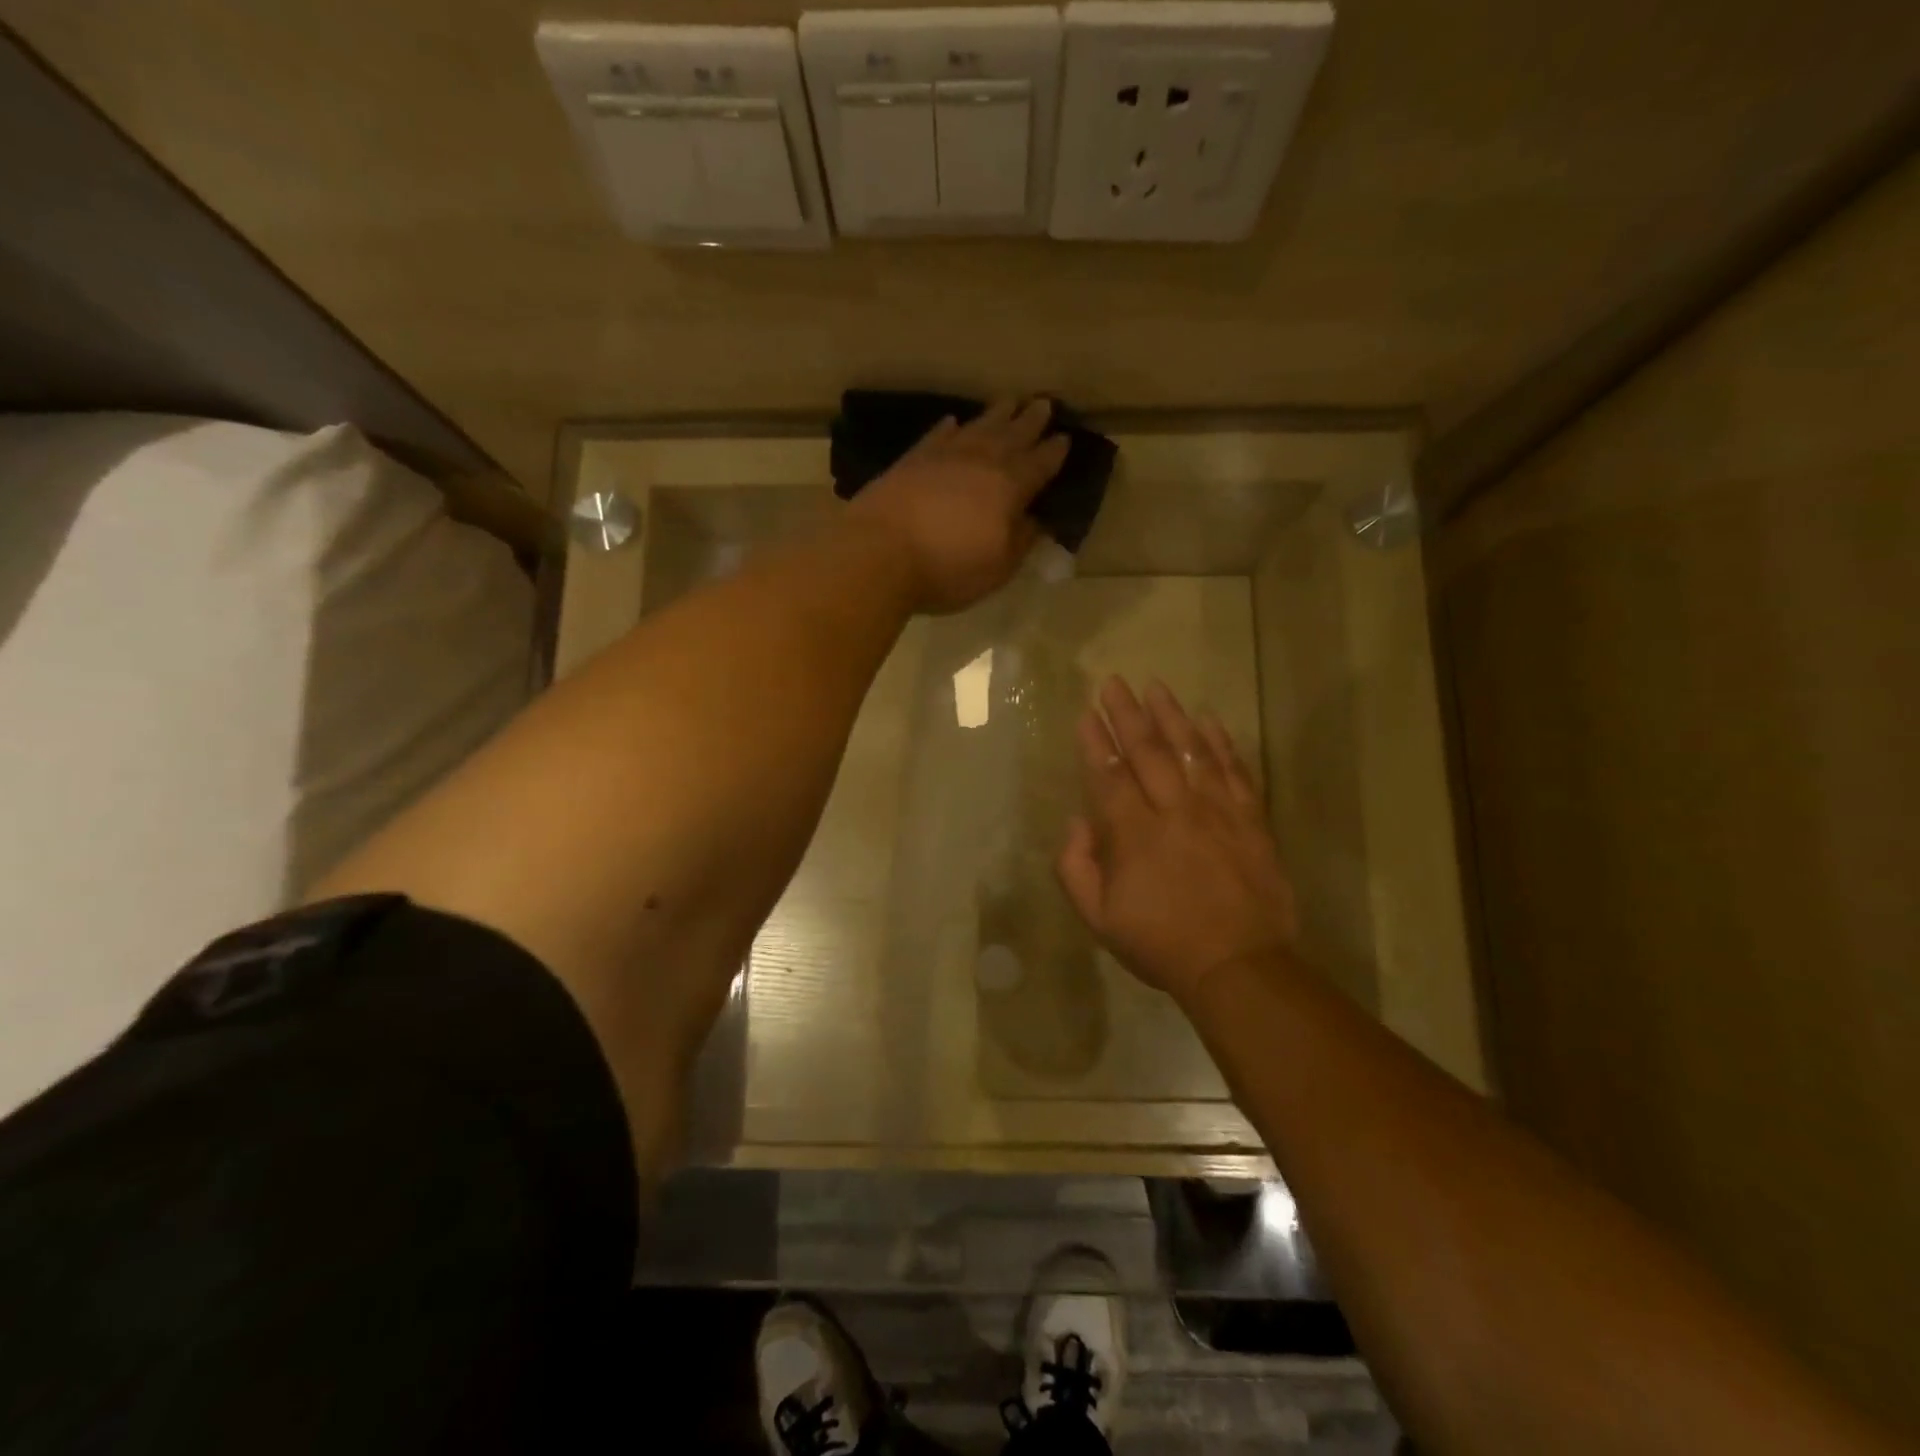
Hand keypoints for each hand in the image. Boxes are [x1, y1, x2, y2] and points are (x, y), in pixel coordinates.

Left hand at [845, 398, 1070, 614]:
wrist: (879, 554)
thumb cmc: (947, 569)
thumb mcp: (997, 568)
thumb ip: (1021, 541)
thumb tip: (1036, 521)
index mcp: (1009, 487)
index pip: (1040, 464)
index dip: (1054, 453)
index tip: (1066, 438)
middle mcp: (980, 461)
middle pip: (1012, 434)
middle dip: (1031, 421)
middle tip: (1044, 404)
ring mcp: (943, 456)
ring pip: (978, 426)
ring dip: (996, 414)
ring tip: (1009, 401)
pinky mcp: (911, 460)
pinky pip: (938, 435)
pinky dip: (950, 427)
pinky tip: (954, 422)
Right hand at [1056, 677, 1299, 1006]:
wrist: (1239, 965)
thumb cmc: (1161, 943)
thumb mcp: (1099, 919)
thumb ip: (1076, 867)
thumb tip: (1077, 822)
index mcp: (1133, 833)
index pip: (1109, 774)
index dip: (1095, 741)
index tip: (1086, 712)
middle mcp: (1174, 810)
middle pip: (1148, 750)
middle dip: (1127, 713)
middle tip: (1114, 683)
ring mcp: (1216, 810)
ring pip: (1191, 750)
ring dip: (1171, 715)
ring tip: (1155, 686)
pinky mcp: (1250, 818)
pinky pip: (1234, 769)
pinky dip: (1221, 742)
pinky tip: (1209, 720)